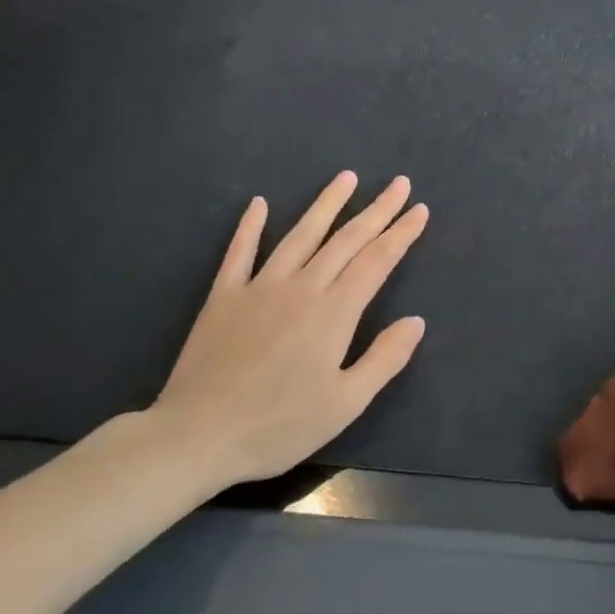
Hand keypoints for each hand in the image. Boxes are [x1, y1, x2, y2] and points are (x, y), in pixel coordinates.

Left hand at [146, 172, 428, 490]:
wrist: (196, 436)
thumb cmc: (279, 425)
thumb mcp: (346, 403)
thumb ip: (384, 358)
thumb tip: (416, 321)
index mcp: (334, 312)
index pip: (377, 261)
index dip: (401, 234)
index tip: (419, 209)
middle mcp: (301, 287)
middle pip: (346, 240)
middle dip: (377, 210)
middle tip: (398, 183)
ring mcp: (259, 287)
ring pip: (300, 235)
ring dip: (326, 204)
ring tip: (346, 177)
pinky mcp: (223, 297)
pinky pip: (240, 252)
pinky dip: (250, 226)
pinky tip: (259, 203)